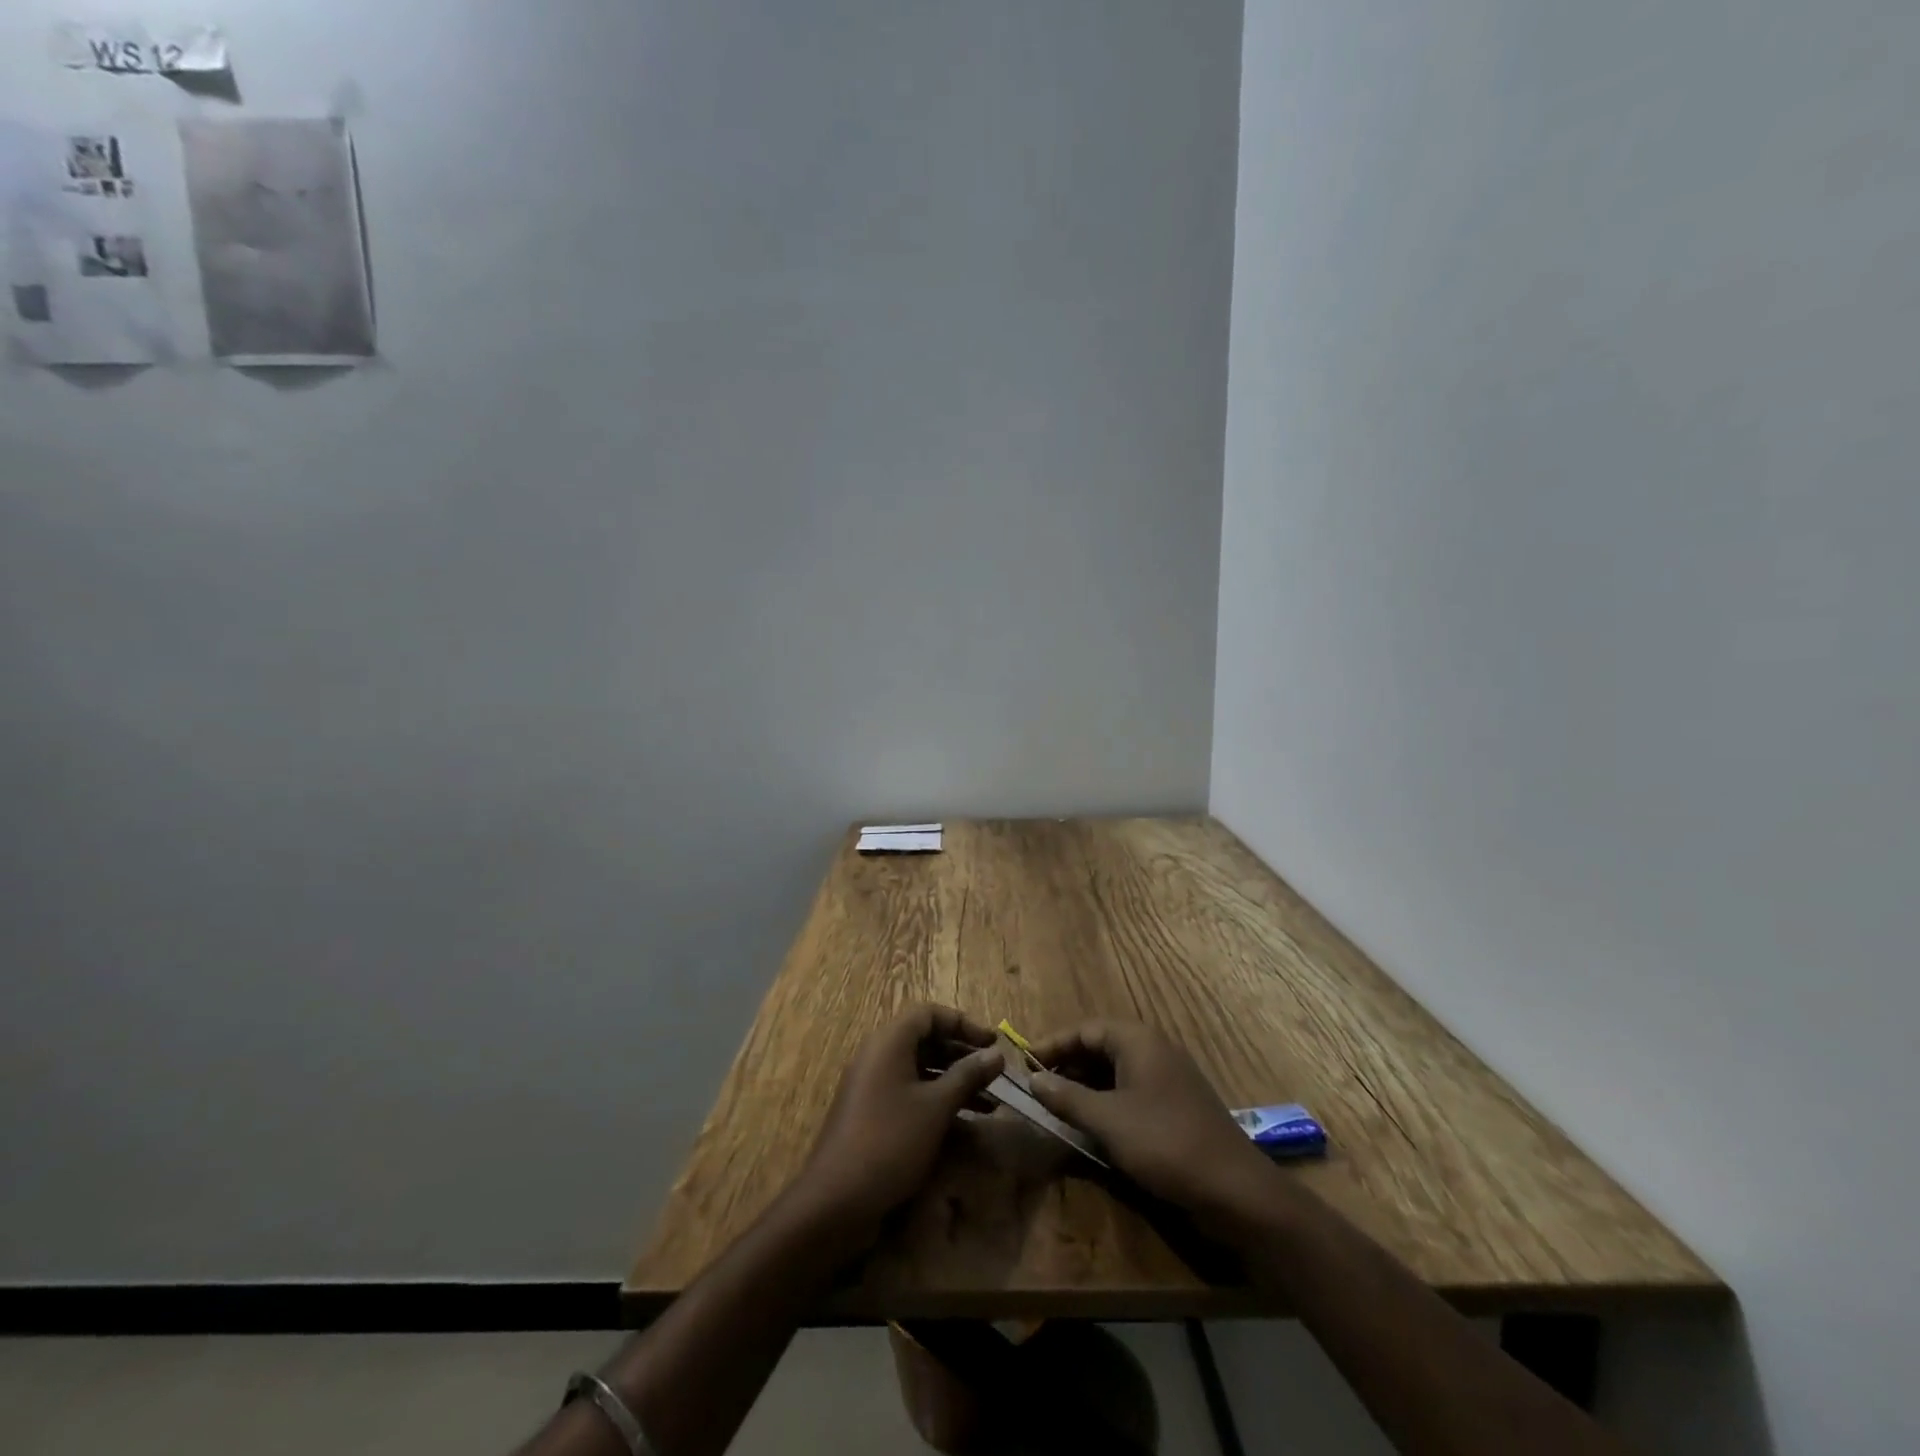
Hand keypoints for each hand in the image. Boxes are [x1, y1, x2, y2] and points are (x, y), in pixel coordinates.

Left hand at [795, 1005, 1004, 1235]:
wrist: (836, 1200)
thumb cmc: (890, 1141)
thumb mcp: (936, 1107)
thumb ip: (968, 1075)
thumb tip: (997, 1054)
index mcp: (889, 1042)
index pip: (929, 1014)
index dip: (963, 1024)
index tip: (992, 1044)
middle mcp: (879, 1056)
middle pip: (926, 1041)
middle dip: (963, 1055)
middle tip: (995, 1073)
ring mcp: (874, 1086)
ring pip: (921, 1071)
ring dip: (955, 1082)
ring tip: (990, 1103)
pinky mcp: (874, 1115)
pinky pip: (911, 1095)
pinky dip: (938, 1103)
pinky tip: (967, 1127)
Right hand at [1029, 1020, 1272, 1220]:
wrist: (1235, 1190)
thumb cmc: (1164, 1143)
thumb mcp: (1107, 1121)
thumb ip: (1067, 1097)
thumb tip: (1033, 1079)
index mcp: (1137, 1040)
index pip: (1085, 1029)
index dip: (1053, 1044)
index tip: (1023, 1063)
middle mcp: (1153, 1050)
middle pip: (1100, 1047)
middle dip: (1067, 1065)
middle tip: (1037, 1088)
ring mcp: (1168, 1078)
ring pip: (1115, 1071)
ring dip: (1085, 1086)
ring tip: (1057, 1107)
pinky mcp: (1176, 1106)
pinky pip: (1131, 1092)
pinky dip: (1107, 1102)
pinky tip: (1092, 1126)